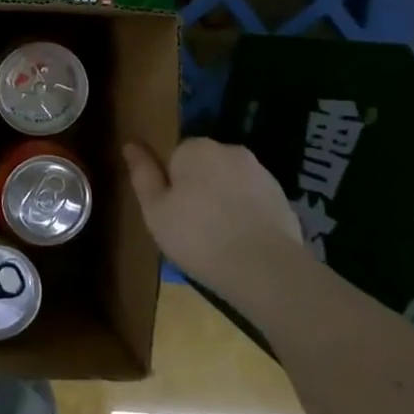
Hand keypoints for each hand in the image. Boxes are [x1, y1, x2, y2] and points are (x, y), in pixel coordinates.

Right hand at [122, 137, 300, 286]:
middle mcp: (230, 150)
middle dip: (196, 188)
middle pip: (203, 166)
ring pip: (229, 183)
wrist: (265, 269)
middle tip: (188, 226)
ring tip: (216, 238)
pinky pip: (252, 201)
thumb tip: (130, 144)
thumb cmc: (197, 236)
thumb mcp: (155, 210)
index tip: (168, 211)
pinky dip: (245, 215)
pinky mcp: (283, 198)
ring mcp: (261, 173)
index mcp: (196, 148)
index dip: (168, 183)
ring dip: (222, 201)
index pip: (173, 155)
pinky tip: (240, 243)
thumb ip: (143, 174)